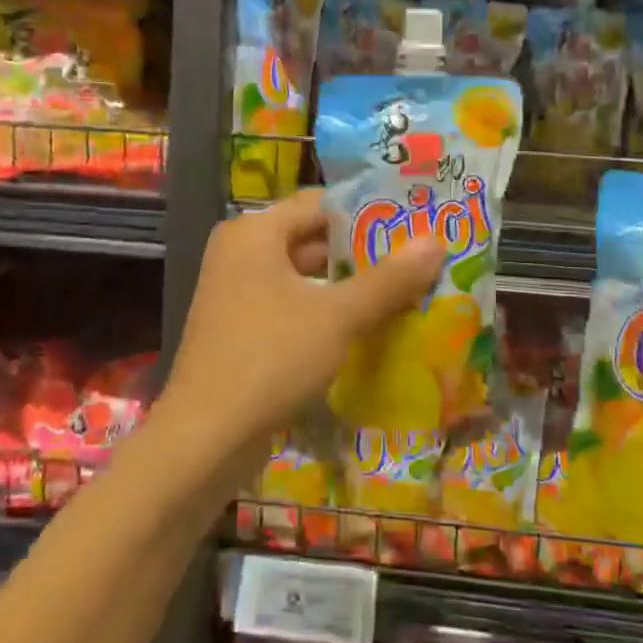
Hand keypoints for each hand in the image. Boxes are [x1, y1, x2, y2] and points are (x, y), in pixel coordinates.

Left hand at [161, 189, 443, 474]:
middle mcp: (241, 253)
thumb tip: (437, 242)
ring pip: (305, 276)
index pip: (321, 204)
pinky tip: (368, 327)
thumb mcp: (338, 316)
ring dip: (349, 286)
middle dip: (364, 254)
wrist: (205, 438)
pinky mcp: (241, 328)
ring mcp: (237, 292)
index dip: (369, 213)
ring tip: (406, 292)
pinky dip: (327, 312)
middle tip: (419, 260)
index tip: (414, 225)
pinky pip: (292, 306)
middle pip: (313, 239)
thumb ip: (388, 279)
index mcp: (254, 232)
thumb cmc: (271, 359)